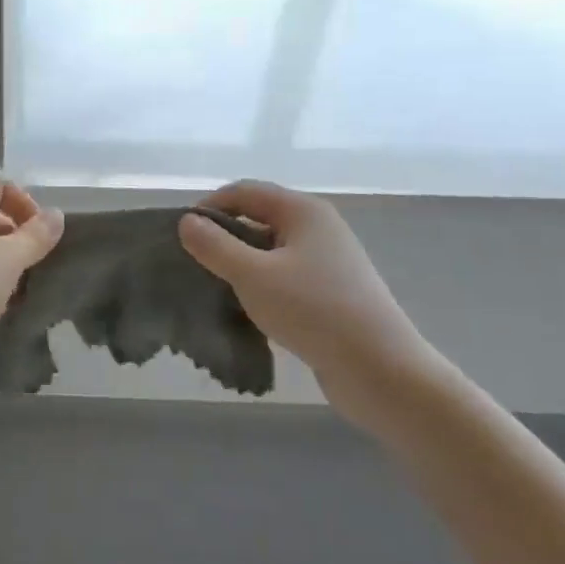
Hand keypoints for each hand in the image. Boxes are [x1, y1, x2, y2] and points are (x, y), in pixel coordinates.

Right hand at [178, 181, 446, 433]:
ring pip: (270, 250)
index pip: (243, 192)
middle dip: (223, 238)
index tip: (182, 236)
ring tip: (215, 289)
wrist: (382, 371)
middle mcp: (318, 227)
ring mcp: (329, 261)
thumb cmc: (314, 312)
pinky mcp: (332, 292)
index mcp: (303, 211)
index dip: (209, 207)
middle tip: (194, 264)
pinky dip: (262, 285)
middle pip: (257, 218)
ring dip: (240, 265)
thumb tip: (187, 222)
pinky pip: (285, 276)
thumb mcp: (253, 276)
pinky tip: (247, 310)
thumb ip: (214, 246)